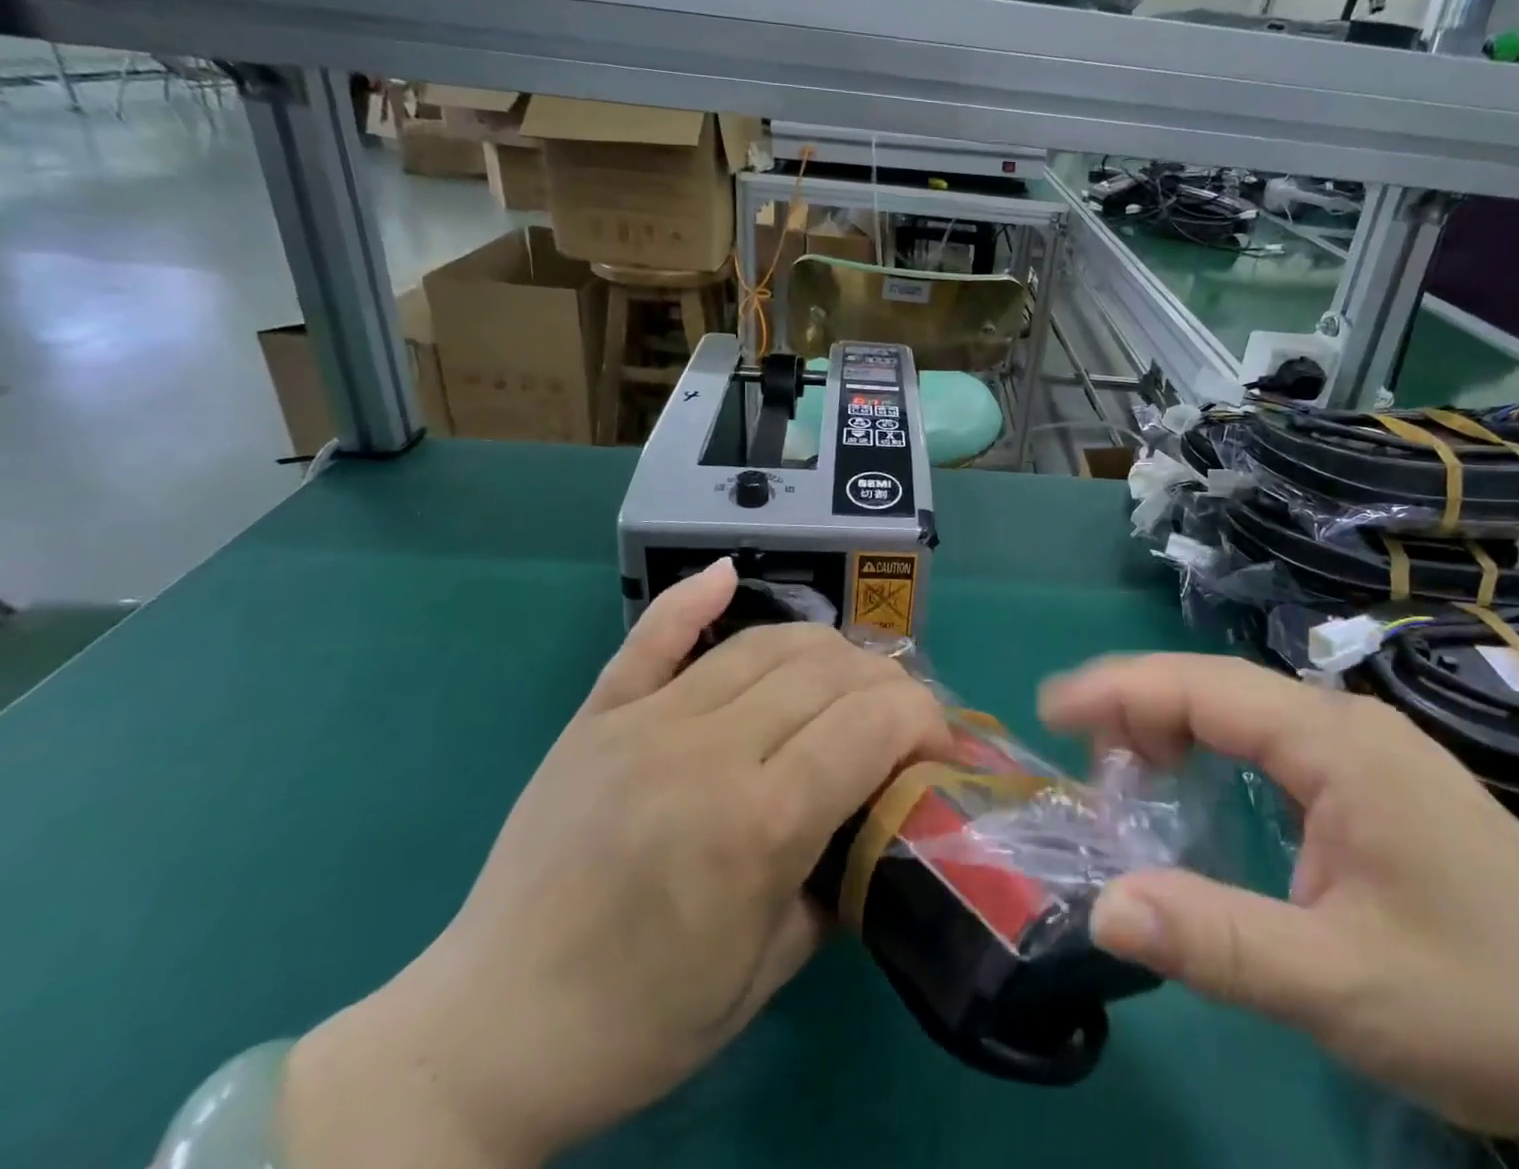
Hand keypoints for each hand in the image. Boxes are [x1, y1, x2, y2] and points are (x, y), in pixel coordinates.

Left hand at [280, 560, 947, 1168]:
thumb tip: (882, 810)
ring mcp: (646, 722)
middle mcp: (707, 751)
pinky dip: (693, 598)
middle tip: (901, 716)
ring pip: (763, 644)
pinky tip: (727, 574)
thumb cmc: (643, 1022)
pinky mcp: (597, 715)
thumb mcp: (771, 969)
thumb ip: (840, 873)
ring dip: (825, 649)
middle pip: (827, 671)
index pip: (873, 722)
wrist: (489, 1033)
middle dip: (886, 683)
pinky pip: (653, 637)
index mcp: (757, 824)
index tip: (939, 744)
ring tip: (846, 679)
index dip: (925, 717)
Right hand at [1041, 655, 1518, 1168]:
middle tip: (1083, 759)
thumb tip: (1101, 908)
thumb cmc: (1496, 1014)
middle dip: (1139, 708)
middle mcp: (1351, 725)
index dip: (1120, 689)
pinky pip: (1276, 742)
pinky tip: (1202, 788)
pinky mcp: (1383, 785)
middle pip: (1219, 688)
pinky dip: (1218, 752)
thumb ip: (1215, 941)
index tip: (1051, 708)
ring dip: (1177, 728)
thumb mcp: (1341, 986)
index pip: (1203, 687)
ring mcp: (1372, 751)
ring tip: (1128, 775)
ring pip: (1246, 711)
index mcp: (1339, 744)